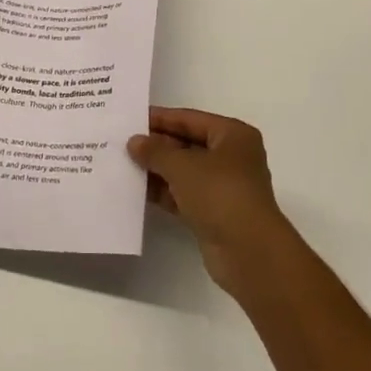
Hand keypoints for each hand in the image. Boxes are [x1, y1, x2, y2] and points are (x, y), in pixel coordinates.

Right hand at [129, 108, 292, 293]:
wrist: (248, 252)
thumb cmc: (220, 194)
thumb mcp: (182, 166)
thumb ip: (155, 151)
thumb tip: (134, 142)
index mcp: (232, 135)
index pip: (190, 119)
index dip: (160, 118)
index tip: (131, 118)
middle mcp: (231, 157)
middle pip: (187, 144)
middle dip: (156, 145)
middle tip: (122, 142)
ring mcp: (223, 187)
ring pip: (184, 171)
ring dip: (157, 169)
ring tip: (123, 164)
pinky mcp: (213, 213)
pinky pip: (183, 194)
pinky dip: (163, 192)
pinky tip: (136, 190)